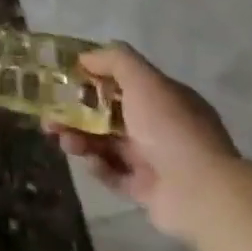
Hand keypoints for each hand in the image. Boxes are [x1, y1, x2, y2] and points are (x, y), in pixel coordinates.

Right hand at [43, 43, 241, 241]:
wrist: (201, 193)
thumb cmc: (171, 128)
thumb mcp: (144, 81)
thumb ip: (115, 61)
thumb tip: (86, 57)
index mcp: (166, 100)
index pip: (125, 83)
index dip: (93, 79)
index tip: (64, 79)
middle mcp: (161, 128)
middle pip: (109, 115)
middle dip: (77, 113)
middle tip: (50, 115)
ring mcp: (154, 161)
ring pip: (107, 144)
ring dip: (81, 138)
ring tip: (62, 140)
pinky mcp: (145, 191)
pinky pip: (114, 175)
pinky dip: (98, 167)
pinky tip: (90, 162)